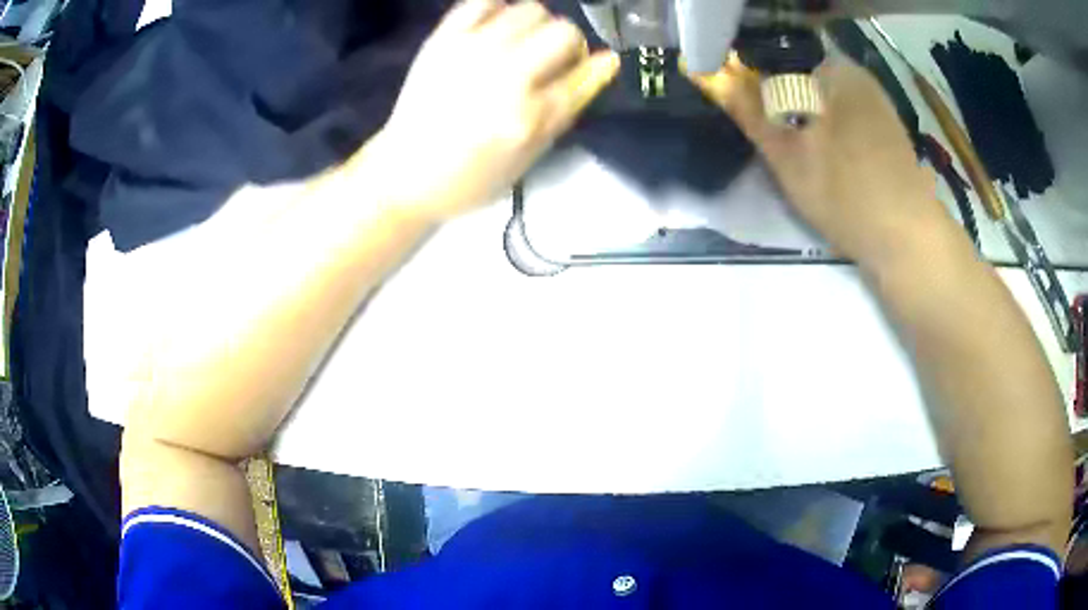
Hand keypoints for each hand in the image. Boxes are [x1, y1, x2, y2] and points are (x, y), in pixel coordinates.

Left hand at [372, 0, 618, 220]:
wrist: (404, 173)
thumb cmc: (472, 176)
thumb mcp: (530, 157)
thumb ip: (568, 106)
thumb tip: (605, 62)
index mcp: (527, 115)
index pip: (582, 72)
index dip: (591, 68)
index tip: (585, 70)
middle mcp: (503, 76)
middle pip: (562, 31)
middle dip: (567, 44)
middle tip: (550, 59)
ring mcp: (470, 52)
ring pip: (530, 9)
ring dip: (537, 25)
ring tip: (522, 43)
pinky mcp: (442, 40)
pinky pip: (482, 1)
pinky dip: (498, 9)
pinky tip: (495, 28)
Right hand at [690, 56, 953, 266]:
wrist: (907, 239)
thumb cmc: (845, 193)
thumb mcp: (787, 157)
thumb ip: (751, 114)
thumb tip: (719, 80)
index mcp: (834, 70)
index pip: (780, 61)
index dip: (759, 86)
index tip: (756, 117)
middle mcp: (859, 77)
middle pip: (805, 81)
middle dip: (787, 105)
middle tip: (782, 145)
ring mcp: (879, 104)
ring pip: (827, 102)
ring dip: (811, 122)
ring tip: (808, 158)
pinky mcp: (890, 131)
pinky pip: (849, 120)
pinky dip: (835, 134)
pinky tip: (836, 164)